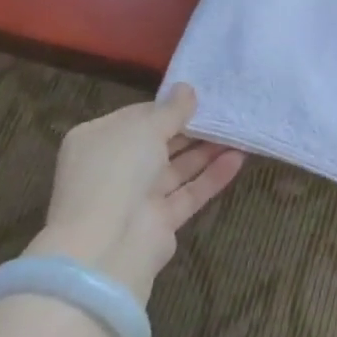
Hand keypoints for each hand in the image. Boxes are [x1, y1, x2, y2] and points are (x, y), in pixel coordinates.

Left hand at [28, 83, 245, 304]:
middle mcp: (115, 168)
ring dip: (206, 150)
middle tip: (225, 111)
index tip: (199, 96)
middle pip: (159, 143)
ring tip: (238, 130)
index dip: (168, 106)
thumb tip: (187, 89)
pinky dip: (212, 177)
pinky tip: (238, 158)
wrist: (107, 247)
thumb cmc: (118, 171)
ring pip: (177, 168)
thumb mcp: (145, 128)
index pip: (138, 116)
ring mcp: (137, 197)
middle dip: (191, 128)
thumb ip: (171, 110)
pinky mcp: (159, 222)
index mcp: (98, 140)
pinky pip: (189, 193)